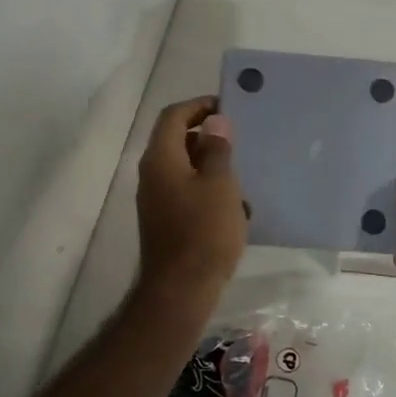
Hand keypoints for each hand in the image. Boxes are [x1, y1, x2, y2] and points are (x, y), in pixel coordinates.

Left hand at [135, 96, 246, 293]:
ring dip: (212, 167)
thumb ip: (217, 149)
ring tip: (242, 178)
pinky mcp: (165, 221)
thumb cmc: (204, 232)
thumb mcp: (220, 184)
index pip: (173, 116)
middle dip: (209, 138)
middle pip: (177, 141)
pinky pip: (187, 193)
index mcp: (161, 158)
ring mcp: (156, 199)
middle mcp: (152, 174)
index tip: (228, 108)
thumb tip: (215, 122)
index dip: (199, 106)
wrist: (181, 290)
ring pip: (185, 169)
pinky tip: (234, 209)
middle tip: (240, 142)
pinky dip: (208, 191)